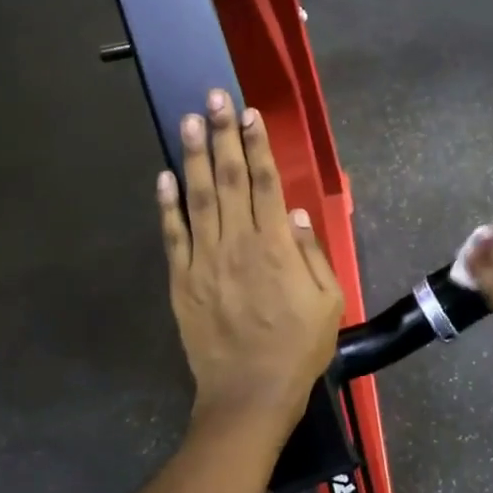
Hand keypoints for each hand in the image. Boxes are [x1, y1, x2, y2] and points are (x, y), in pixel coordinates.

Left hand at [158, 90, 343, 451]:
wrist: (249, 395)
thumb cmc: (298, 348)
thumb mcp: (328, 302)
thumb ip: (311, 254)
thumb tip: (291, 213)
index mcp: (275, 248)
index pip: (264, 183)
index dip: (257, 146)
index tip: (250, 114)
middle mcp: (237, 244)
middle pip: (229, 179)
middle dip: (223, 135)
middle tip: (214, 97)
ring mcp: (204, 261)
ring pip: (198, 198)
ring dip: (194, 157)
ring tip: (189, 120)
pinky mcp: (182, 281)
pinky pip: (173, 236)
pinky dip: (167, 205)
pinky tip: (165, 176)